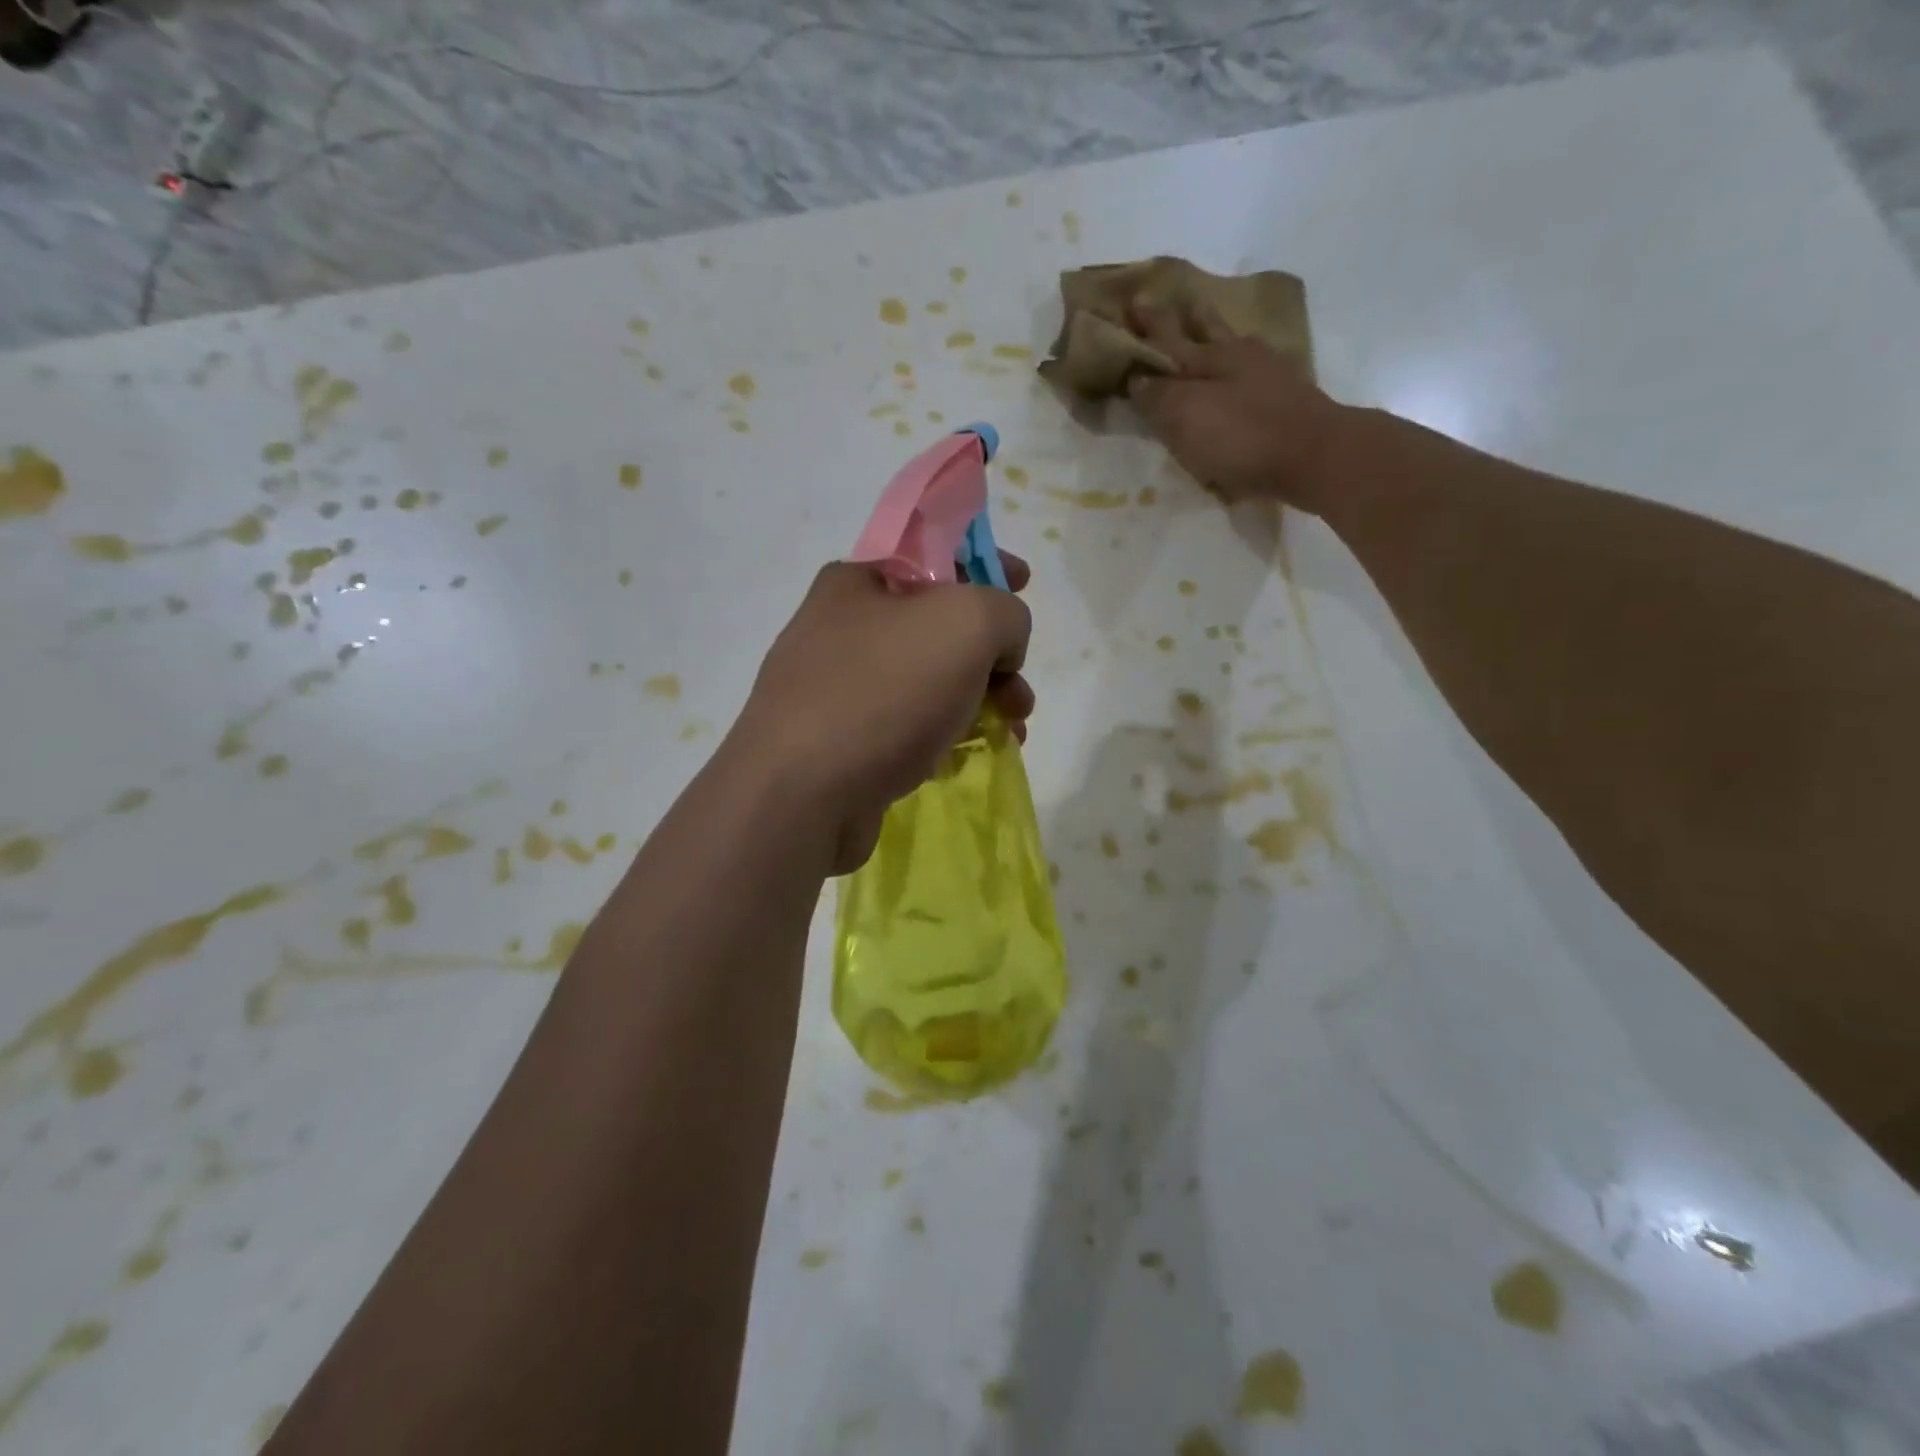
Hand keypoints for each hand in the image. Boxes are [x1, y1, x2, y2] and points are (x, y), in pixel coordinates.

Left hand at [728, 555, 1034, 873]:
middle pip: (940, 626)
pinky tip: (965, 759)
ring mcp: (839, 689)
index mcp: (860, 581)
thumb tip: (1001, 649)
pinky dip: (945, 735)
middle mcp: (844, 629)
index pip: (935, 555)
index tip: (1024, 581)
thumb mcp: (967, 623)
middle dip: (993, 654)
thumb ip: (1006, 614)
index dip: (985, 562)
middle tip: (1019, 689)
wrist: (801, 794)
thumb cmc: (885, 691)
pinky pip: (909, 726)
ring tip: (1011, 732)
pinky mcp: (843, 743)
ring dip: (980, 700)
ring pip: (930, 682)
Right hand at [1127, 301, 1346, 511]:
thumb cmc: (1241, 436)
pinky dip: (1240, 359)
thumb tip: (1136, 376)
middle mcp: (1235, 355)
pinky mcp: (1286, 396)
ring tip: (1203, 319)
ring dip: (1214, 329)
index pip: (1166, 336)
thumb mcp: (1186, 417)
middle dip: (1181, 316)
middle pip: (1202, 330)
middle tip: (1165, 298)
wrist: (1313, 456)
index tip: (1131, 302)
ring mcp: (1266, 372)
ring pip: (1231, 342)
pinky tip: (1240, 364)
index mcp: (1205, 358)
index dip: (1147, 323)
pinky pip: (1253, 366)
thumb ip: (1158, 396)